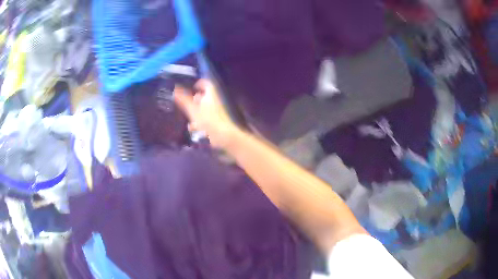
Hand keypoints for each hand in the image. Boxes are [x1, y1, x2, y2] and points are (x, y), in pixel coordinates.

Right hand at [174, 79, 239, 148]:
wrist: (224, 136)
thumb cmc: (208, 120)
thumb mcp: (192, 109)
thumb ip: (183, 100)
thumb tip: (175, 88)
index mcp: (211, 95)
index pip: (207, 84)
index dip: (199, 84)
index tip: (191, 88)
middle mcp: (215, 102)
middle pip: (204, 97)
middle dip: (194, 100)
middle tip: (185, 104)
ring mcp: (216, 113)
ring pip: (204, 109)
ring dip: (195, 113)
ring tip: (186, 117)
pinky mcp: (216, 122)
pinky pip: (206, 119)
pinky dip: (199, 122)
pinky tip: (192, 128)